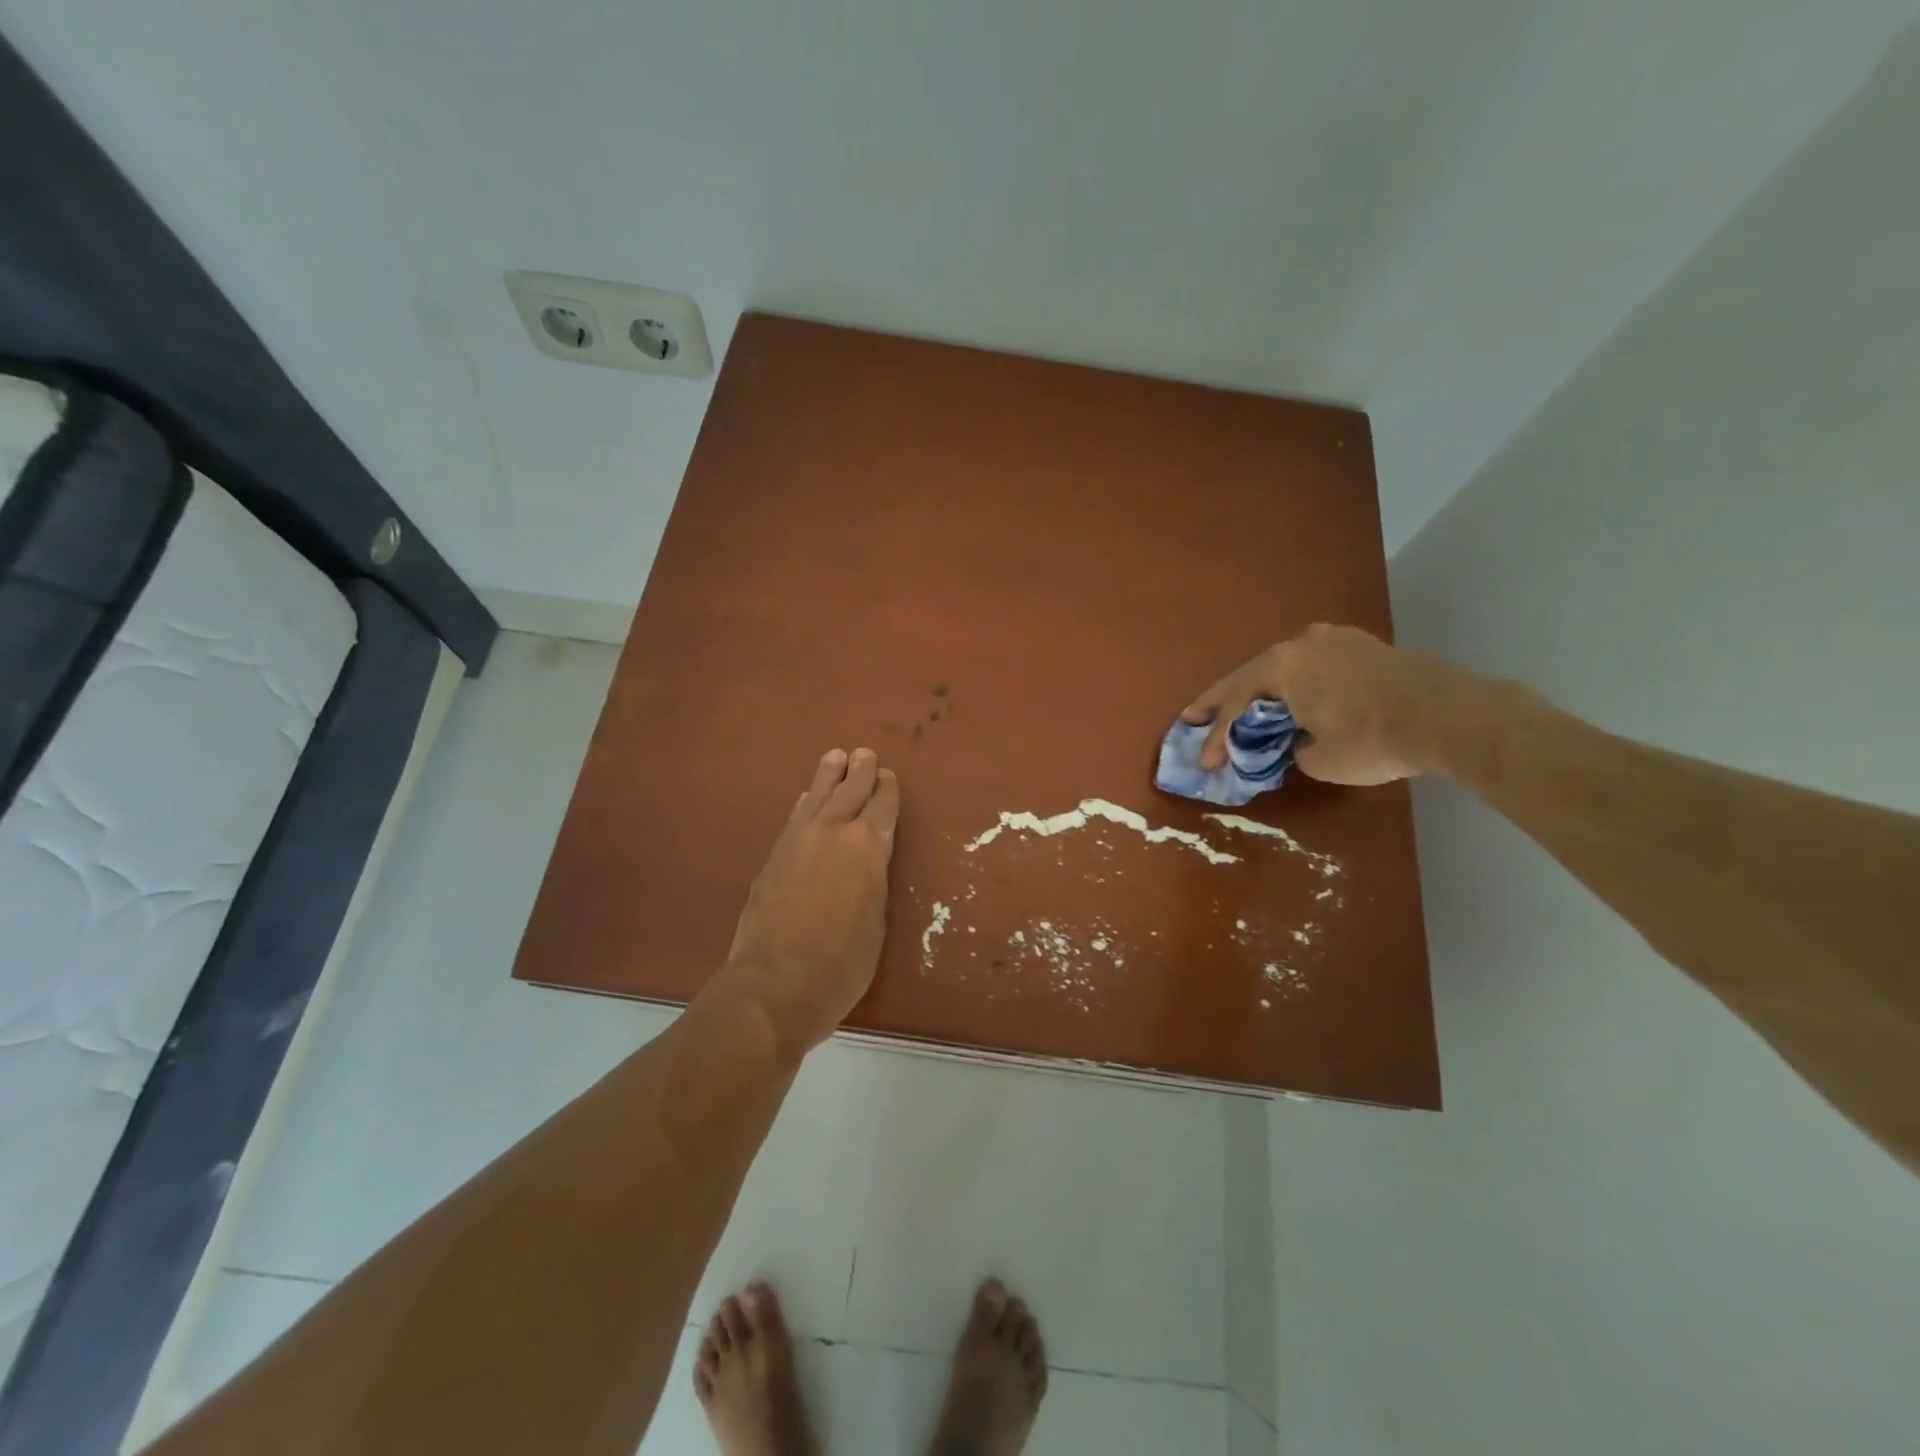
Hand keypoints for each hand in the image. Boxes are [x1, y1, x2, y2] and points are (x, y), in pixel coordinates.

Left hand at [724, 747, 899, 1053]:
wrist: (775, 983)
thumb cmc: (842, 963)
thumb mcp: (876, 923)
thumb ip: (872, 884)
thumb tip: (864, 868)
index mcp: (868, 847)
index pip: (883, 808)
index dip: (887, 791)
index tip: (888, 776)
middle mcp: (833, 832)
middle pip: (850, 791)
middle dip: (860, 771)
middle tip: (864, 753)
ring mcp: (798, 841)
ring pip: (817, 797)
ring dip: (828, 776)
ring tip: (835, 756)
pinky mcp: (772, 858)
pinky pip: (794, 818)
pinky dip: (805, 803)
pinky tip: (805, 798)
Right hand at [1181, 624, 1475, 785]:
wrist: (1449, 716)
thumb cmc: (1373, 739)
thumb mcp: (1318, 759)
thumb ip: (1291, 747)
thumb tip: (1295, 741)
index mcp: (1282, 668)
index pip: (1237, 707)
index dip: (1215, 738)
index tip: (1202, 763)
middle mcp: (1300, 644)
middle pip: (1249, 678)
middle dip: (1220, 702)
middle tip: (1191, 718)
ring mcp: (1333, 640)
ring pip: (1281, 669)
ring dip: (1258, 691)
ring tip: (1236, 709)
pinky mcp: (1361, 647)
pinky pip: (1310, 666)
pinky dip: (1292, 685)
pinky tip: (1286, 696)